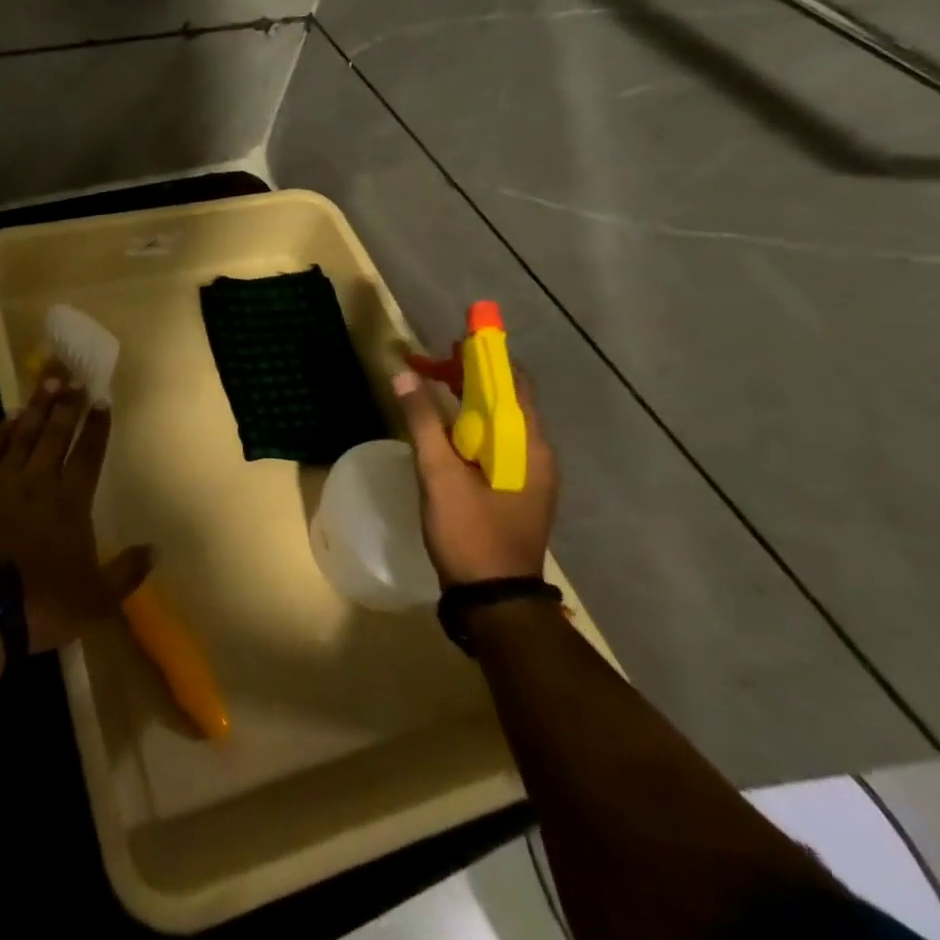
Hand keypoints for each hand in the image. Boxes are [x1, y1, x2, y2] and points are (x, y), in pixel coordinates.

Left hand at [0, 362, 151, 652]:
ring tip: (46, 383)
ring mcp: (1, 482)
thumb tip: (156, 549)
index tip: (101, 399)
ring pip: (22, 436)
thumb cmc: (42, 604)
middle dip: (67, 406)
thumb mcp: (97, 600)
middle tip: (73, 378)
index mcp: (71, 503)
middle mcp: (39, 482)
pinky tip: (6, 418)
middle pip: (55, 435)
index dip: (96, 426)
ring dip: (36, 408)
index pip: (88, 454)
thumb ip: (127, 572)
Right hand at [392, 367, 560, 587]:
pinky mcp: (516, 488)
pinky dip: (470, 423)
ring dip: (467, 398)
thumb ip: (422, 422)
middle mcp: (536, 453)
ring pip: (499, 420)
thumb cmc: (470, 533)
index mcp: (527, 445)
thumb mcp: (440, 475)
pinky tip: (443, 429)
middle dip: (468, 375)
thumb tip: (403, 374)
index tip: (450, 339)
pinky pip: (496, 441)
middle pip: (506, 397)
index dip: (484, 355)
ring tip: (429, 388)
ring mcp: (529, 473)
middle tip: (426, 365)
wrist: (495, 600)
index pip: (513, 381)